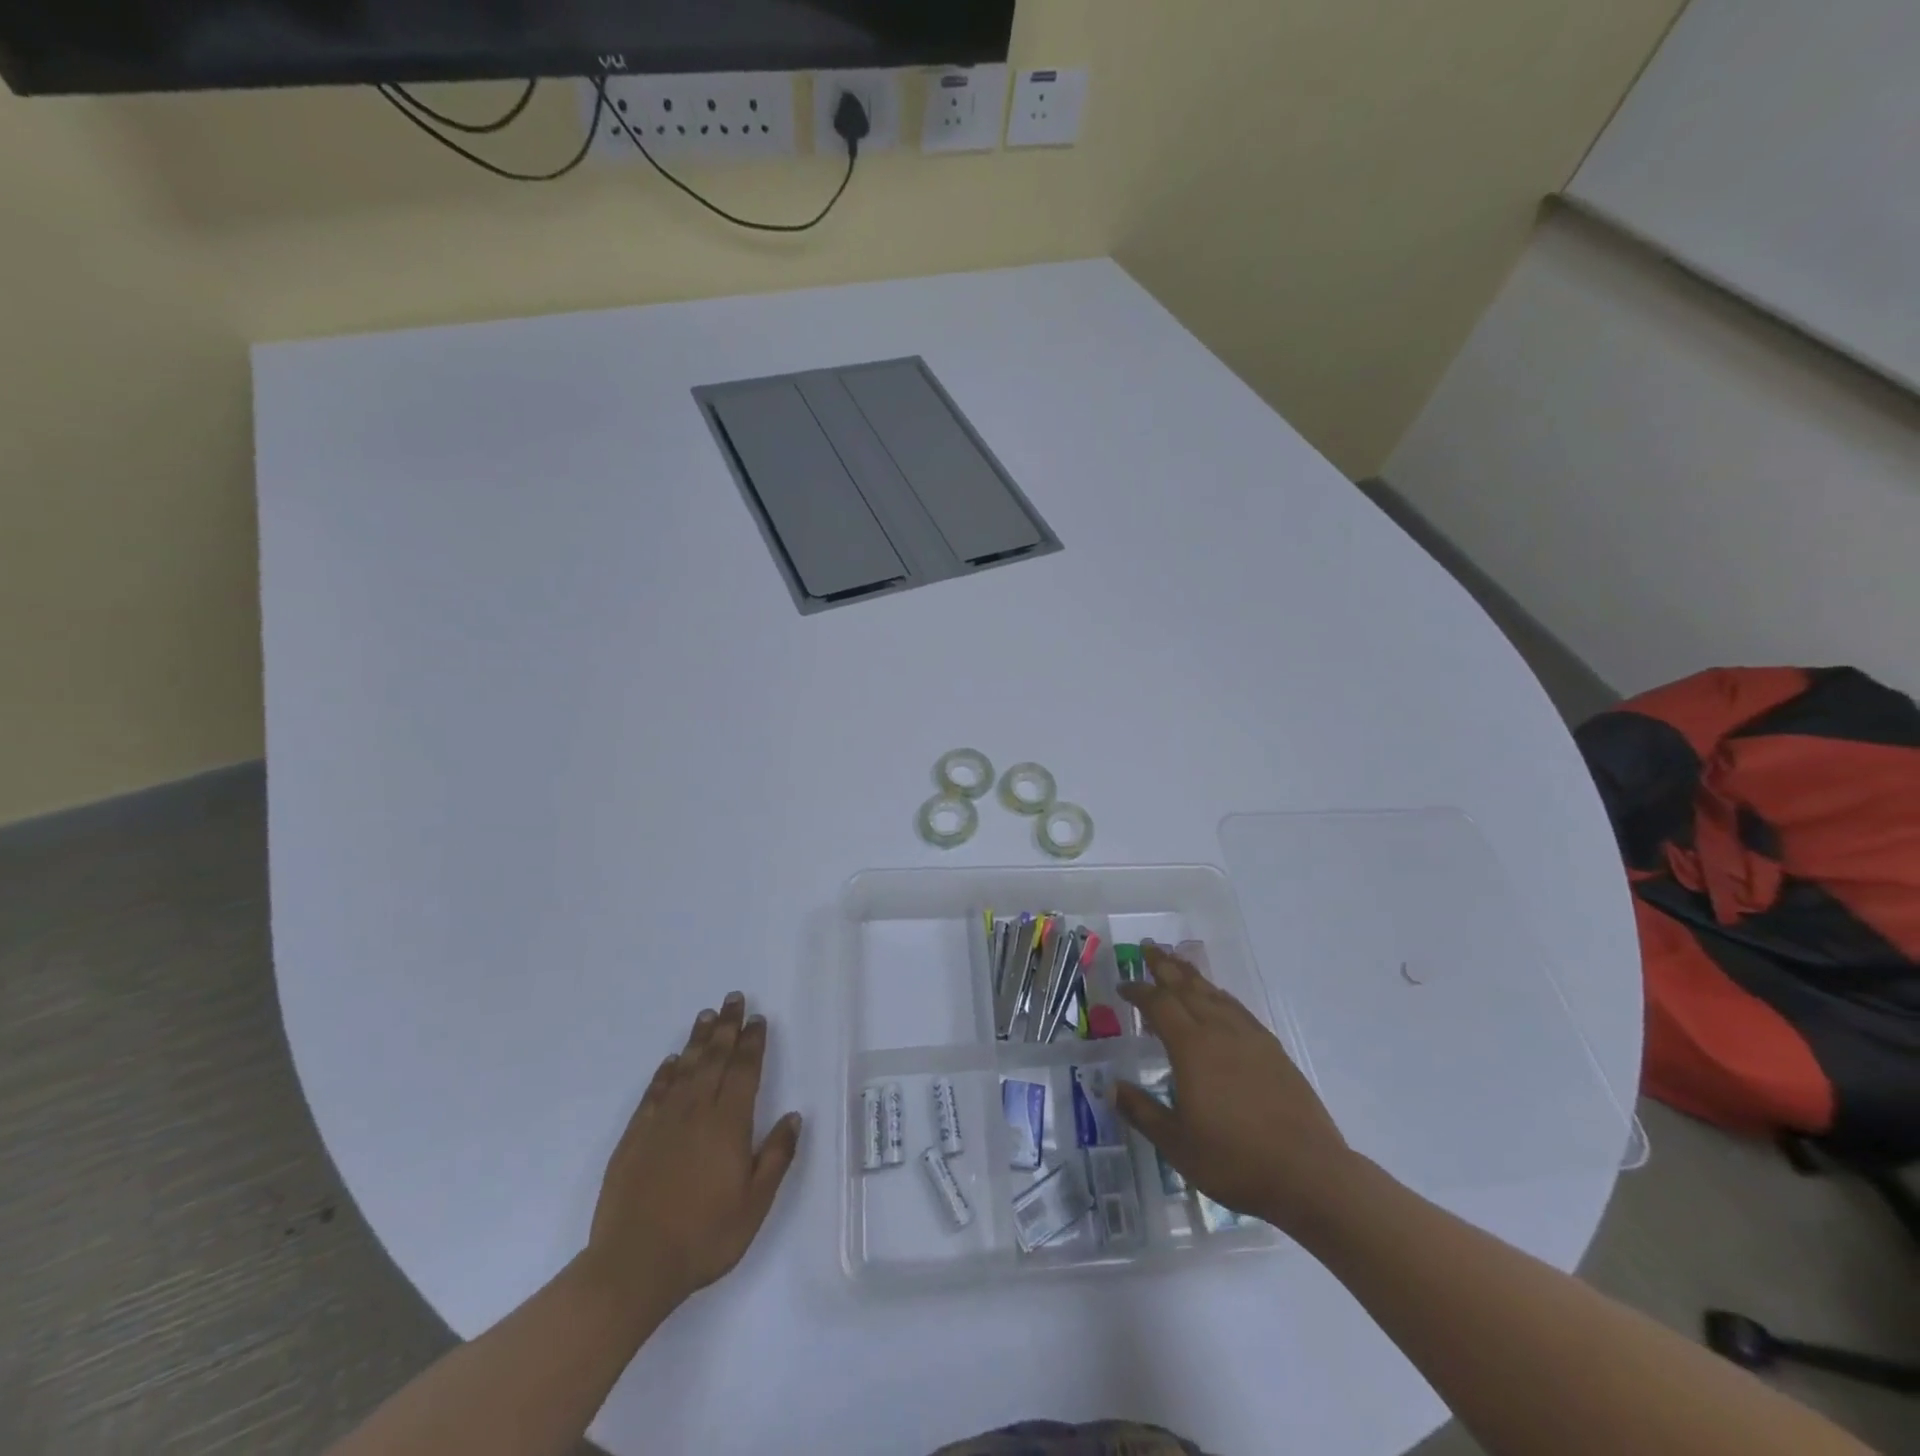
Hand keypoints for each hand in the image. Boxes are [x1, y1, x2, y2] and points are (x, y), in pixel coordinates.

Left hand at [583, 993, 802, 1314]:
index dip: (753, 1043)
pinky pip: (654, 1092)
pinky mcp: (635, 1137)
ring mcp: (662, 1122)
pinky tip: (670, 1061)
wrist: (634, 1265)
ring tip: (707, 1016)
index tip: (758, 1019)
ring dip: (698, 1040)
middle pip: (715, 1059)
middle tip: (734, 999)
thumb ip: (776, 1156)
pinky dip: (664, 1072)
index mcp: (729, 1124)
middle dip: (728, 1027)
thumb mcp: (755, 1204)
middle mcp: (697, 1112)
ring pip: (685, 1068)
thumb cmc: (704, 1236)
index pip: (745, 1071)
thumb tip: (794, 1116)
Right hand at [1115, 946, 1351, 1234]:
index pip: (1158, 1005)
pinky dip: (1219, 996)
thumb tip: (1111, 1087)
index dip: (1138, 991)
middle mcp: (1219, 1031)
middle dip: (1164, 966)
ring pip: (1214, 993)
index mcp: (1191, 1047)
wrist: (1309, 1174)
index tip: (1123, 986)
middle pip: (1187, 987)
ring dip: (1192, 976)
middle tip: (1148, 947)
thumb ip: (1142, 1111)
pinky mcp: (1273, 1050)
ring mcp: (1250, 1038)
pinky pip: (1237, 1009)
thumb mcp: (1176, 1144)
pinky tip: (1218, 1001)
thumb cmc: (1234, 1160)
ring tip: (1178, 964)